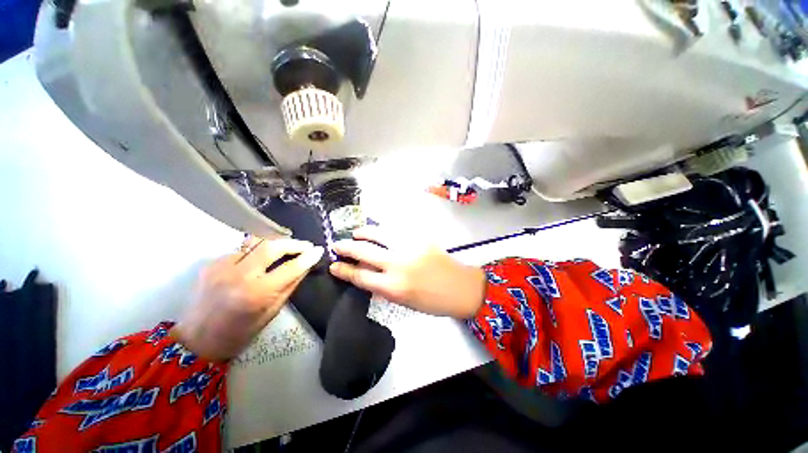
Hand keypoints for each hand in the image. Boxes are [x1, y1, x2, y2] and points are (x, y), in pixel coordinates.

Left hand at [172, 237, 323, 360]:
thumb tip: (305, 266)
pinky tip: (261, 260)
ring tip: (287, 247)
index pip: (290, 268)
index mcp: (256, 294)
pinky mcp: (212, 263)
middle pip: (271, 246)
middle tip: (305, 246)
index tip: (319, 250)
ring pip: (256, 242)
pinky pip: (242, 250)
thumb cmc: (239, 332)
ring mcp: (222, 266)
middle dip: (293, 243)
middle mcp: (238, 275)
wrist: (196, 340)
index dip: (308, 257)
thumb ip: (290, 285)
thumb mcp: (272, 312)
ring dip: (276, 243)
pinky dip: (257, 251)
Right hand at [329, 226, 485, 318]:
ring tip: (357, 232)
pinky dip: (385, 230)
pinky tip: (381, 230)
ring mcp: (410, 247)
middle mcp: (398, 265)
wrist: (461, 287)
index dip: (344, 270)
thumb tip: (367, 273)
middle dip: (346, 247)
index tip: (333, 265)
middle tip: (337, 244)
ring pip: (379, 234)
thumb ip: (384, 287)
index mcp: (393, 287)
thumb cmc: (433, 301)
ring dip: (364, 232)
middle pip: (364, 252)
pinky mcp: (420, 237)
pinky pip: (397, 230)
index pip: (360, 276)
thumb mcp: (404, 302)